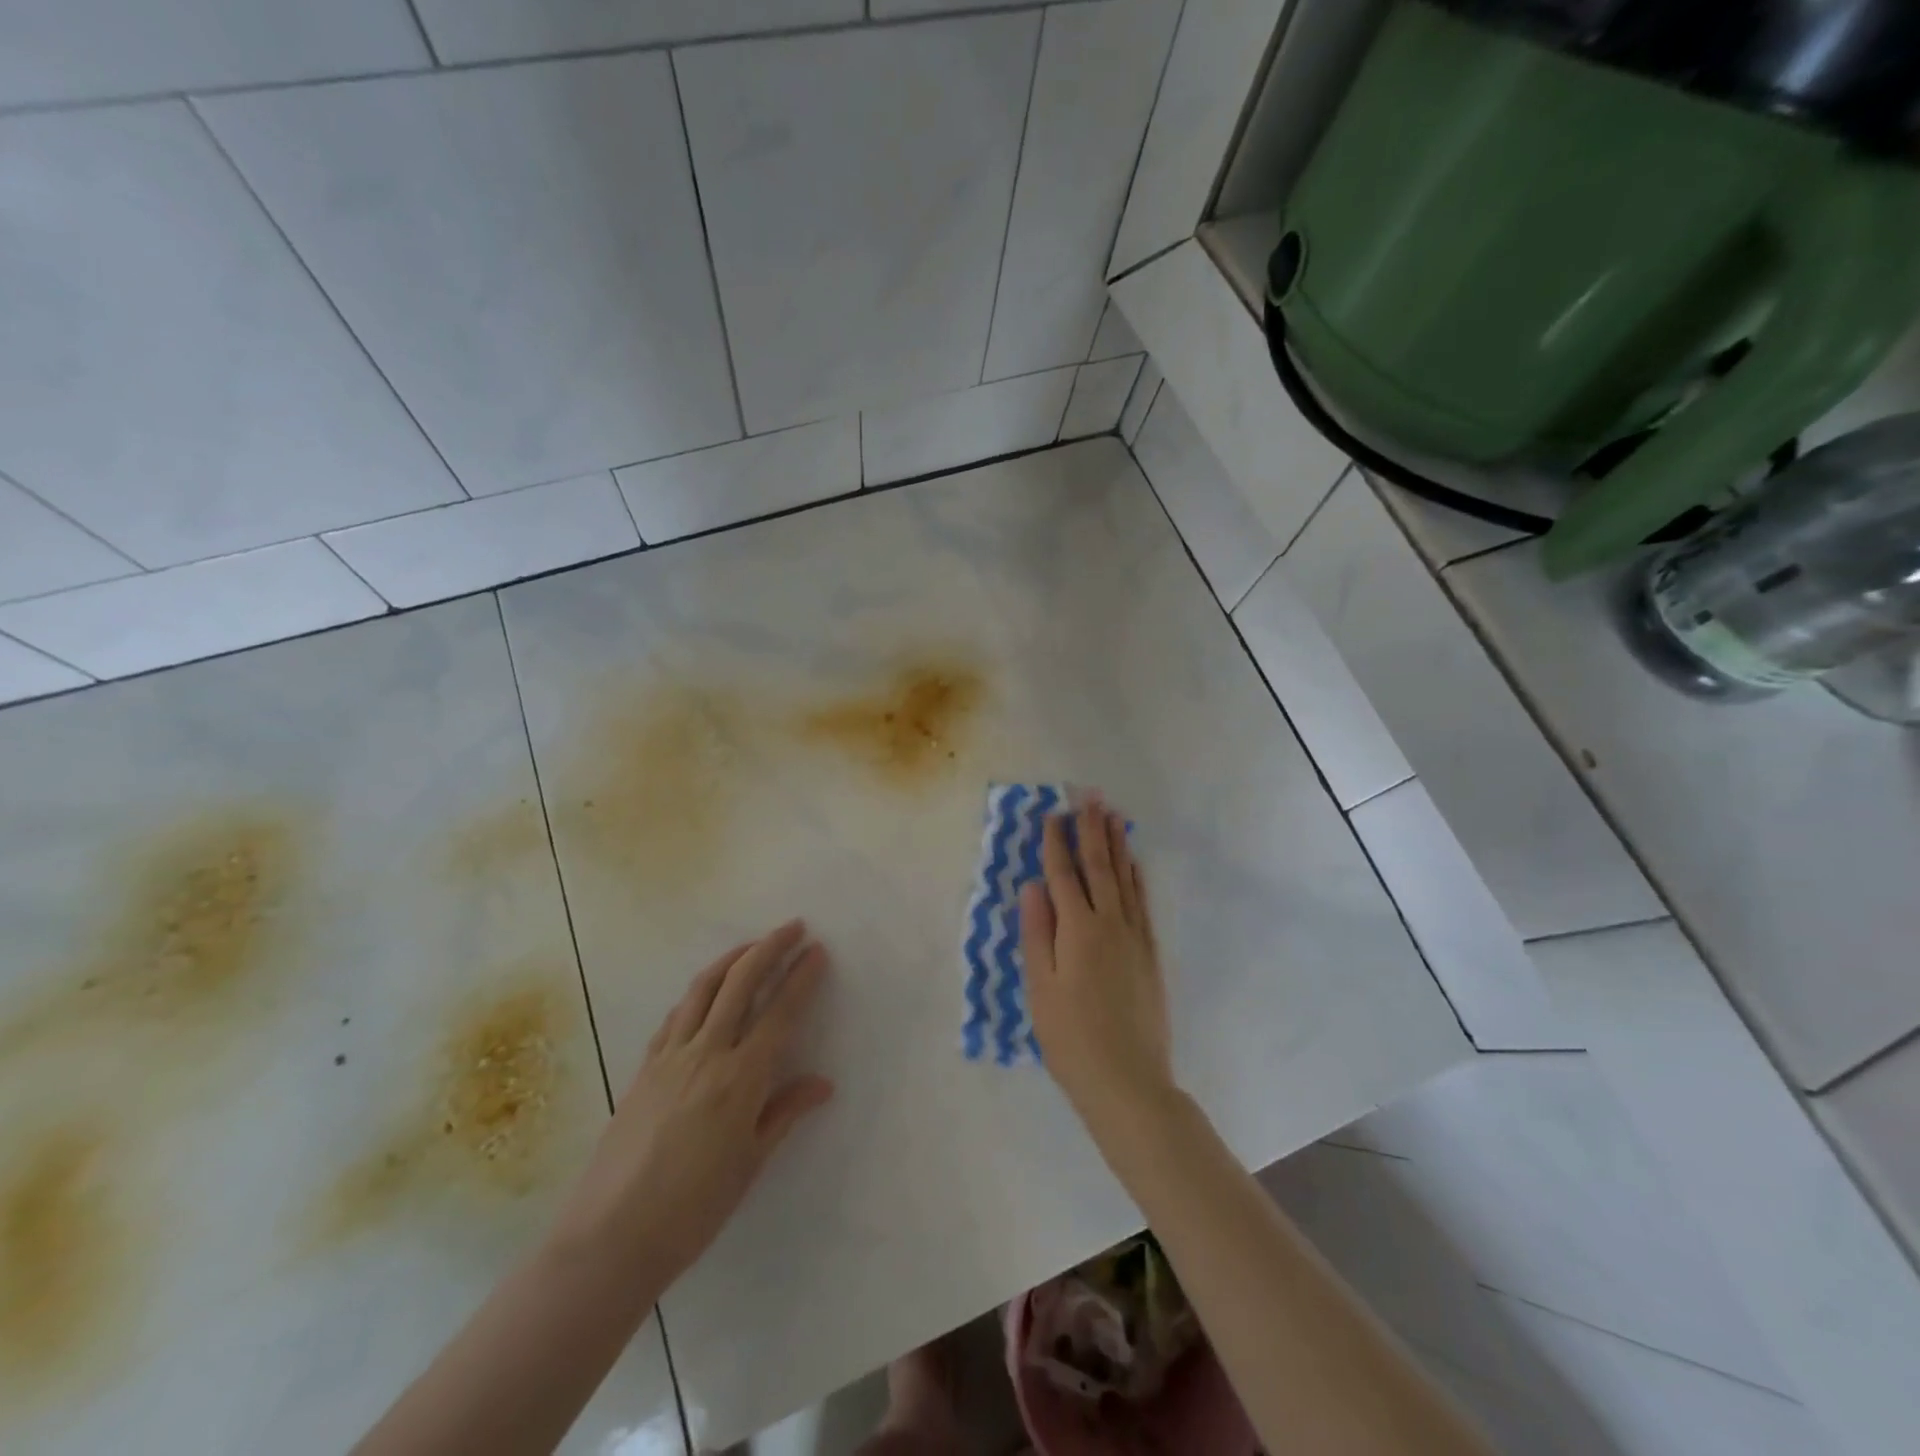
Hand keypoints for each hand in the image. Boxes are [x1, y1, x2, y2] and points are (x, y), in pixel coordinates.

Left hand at [548, 921, 833, 1288]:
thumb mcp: (750, 1164)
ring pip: (704, 988)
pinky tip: (706, 993)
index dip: (802, 978)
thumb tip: (822, 1084)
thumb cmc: (692, 1209)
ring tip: (753, 946)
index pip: (780, 1013)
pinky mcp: (643, 1068)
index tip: (818, 952)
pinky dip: (698, 992)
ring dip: (732, 958)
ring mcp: (669, 1056)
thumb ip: (784, 1113)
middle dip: (770, 948)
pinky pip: (675, 1015)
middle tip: (793, 928)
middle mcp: (706, 1053)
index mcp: (740, 1078)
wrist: (609, 1239)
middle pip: (741, 982)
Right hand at [1020, 799, 1175, 1142]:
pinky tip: (1133, 863)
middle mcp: (1110, 924)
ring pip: (1125, 879)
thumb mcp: (1039, 988)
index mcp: (1078, 931)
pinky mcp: (1150, 953)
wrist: (1128, 1081)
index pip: (1064, 875)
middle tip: (1089, 796)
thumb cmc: (1070, 1038)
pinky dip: (1136, 877)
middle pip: (1099, 866)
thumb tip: (1032, 885)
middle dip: (1092, 829)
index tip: (1052, 814)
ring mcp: (1135, 937)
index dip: (1056, 843)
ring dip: (1117, 844)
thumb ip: (1036, 932)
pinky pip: (1142, 902)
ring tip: (1112, 815)